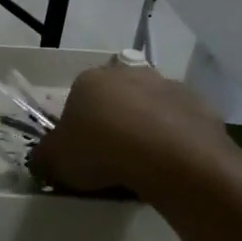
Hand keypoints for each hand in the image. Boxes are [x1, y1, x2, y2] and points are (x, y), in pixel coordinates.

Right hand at [30, 62, 231, 196]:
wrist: (169, 156)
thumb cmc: (101, 151)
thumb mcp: (55, 161)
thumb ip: (44, 157)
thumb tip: (42, 159)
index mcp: (89, 79)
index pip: (76, 101)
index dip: (77, 130)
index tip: (81, 156)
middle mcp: (129, 73)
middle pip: (115, 101)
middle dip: (113, 125)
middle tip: (112, 161)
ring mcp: (167, 85)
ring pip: (150, 110)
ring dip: (146, 130)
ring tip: (144, 167)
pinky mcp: (199, 104)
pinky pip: (180, 125)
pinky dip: (175, 141)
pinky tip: (171, 166)